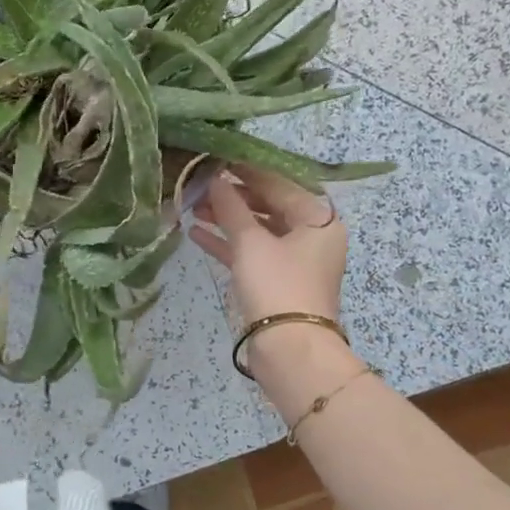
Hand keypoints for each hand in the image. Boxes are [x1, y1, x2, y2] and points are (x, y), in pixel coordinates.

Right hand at [191, 167, 350, 380]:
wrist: (290, 351)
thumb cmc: (277, 285)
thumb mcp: (251, 242)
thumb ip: (231, 206)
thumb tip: (215, 179)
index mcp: (318, 218)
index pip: (278, 182)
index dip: (246, 169)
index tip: (216, 157)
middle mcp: (312, 235)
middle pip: (269, 205)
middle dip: (233, 196)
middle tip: (199, 183)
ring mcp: (295, 260)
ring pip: (258, 230)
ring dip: (227, 218)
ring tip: (192, 206)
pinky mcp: (278, 281)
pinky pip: (252, 253)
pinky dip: (228, 243)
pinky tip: (196, 233)